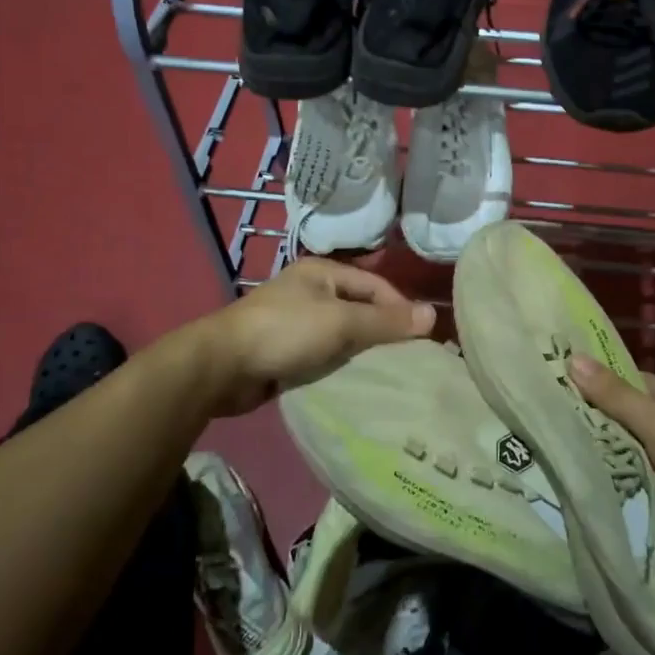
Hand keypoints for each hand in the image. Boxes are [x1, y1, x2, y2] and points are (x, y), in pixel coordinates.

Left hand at [208, 259, 434, 414]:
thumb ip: (385, 321)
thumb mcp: (340, 322)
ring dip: (362, 351)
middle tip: (411, 358)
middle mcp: (312, 291)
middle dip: (384, 331)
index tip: (423, 338)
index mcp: (324, 272)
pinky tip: (357, 381)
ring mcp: (297, 320)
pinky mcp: (287, 349)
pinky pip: (324, 353)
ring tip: (391, 373)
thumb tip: (432, 315)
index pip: (376, 285)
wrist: (222, 366)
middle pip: (360, 308)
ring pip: (343, 334)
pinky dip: (341, 364)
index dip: (400, 308)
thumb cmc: (285, 332)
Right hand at [569, 355, 654, 546]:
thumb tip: (571, 356)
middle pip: (624, 418)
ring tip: (563, 467)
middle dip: (594, 428)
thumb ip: (615, 395)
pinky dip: (627, 483)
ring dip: (610, 460)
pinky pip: (645, 478)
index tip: (551, 394)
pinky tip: (600, 491)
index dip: (588, 385)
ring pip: (633, 451)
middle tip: (548, 437)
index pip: (618, 381)